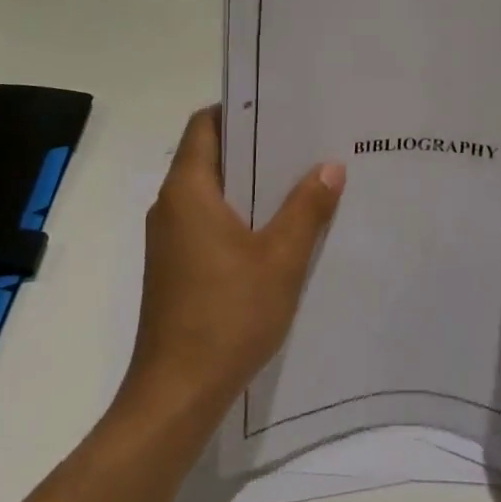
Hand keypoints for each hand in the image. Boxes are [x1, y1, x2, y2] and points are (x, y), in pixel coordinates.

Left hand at [119, 107, 344, 425]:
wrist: (177, 394)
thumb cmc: (227, 316)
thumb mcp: (280, 259)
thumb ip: (306, 208)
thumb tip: (330, 165)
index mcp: (188, 191)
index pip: (205, 125)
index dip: (239, 109)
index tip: (280, 107)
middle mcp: (171, 206)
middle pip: (210, 156)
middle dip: (254, 146)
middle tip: (304, 141)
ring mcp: (170, 239)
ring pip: (211, 192)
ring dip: (250, 184)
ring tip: (301, 180)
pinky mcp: (176, 267)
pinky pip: (208, 221)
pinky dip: (240, 214)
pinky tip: (278, 229)